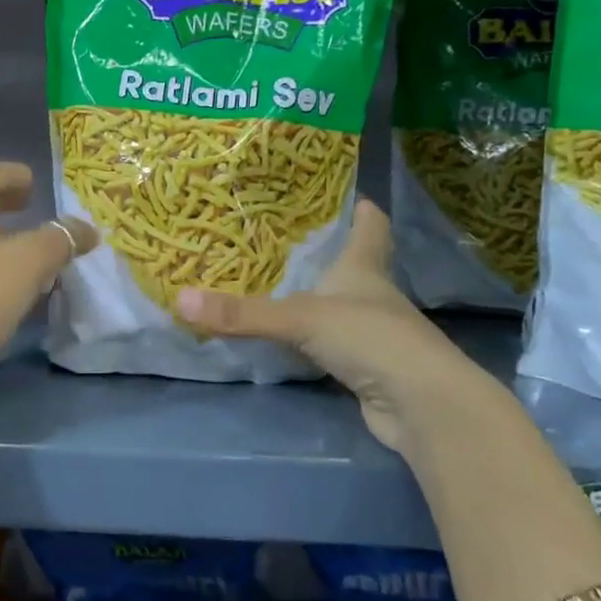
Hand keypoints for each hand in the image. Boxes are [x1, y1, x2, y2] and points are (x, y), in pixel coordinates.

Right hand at [174, 199, 492, 453]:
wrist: (422, 406)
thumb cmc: (370, 339)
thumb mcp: (299, 318)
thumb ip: (242, 313)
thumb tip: (178, 299)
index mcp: (364, 270)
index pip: (371, 229)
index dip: (363, 211)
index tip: (355, 195)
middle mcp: (372, 298)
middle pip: (354, 267)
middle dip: (328, 254)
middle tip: (285, 239)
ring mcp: (372, 336)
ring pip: (341, 308)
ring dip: (317, 299)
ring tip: (277, 285)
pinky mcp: (366, 370)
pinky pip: (331, 346)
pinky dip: (311, 341)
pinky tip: (287, 341)